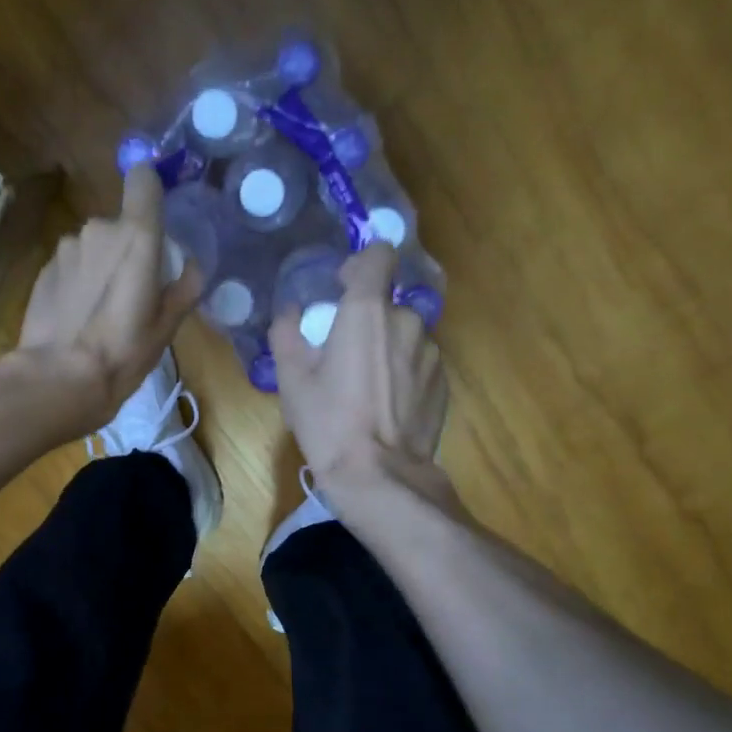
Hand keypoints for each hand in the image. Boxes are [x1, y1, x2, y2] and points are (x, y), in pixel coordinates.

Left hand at [5, 164, 201, 426]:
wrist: (59, 378)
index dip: (150, 188)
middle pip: (121, 224)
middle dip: (129, 248)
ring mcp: (67, 247)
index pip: (143, 179)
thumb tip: (190, 266)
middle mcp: (99, 229)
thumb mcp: (167, 326)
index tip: (157, 214)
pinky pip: (72, 262)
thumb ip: (184, 287)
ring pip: (94, 245)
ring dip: (101, 264)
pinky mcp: (44, 267)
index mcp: (137, 236)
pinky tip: (79, 314)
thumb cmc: (123, 352)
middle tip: (135, 291)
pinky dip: (79, 279)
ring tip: (103, 308)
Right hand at [271, 242, 450, 506]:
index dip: (361, 264)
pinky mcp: (444, 380)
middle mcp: (407, 320)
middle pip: (387, 303)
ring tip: (367, 386)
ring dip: (387, 347)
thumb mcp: (291, 380)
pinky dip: (403, 371)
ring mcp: (431, 352)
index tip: (343, 286)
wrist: (379, 476)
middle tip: (344, 355)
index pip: (379, 255)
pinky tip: (388, 404)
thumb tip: (290, 312)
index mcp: (367, 311)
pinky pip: (419, 361)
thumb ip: (287, 332)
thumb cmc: (329, 423)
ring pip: (404, 334)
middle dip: (367, 320)